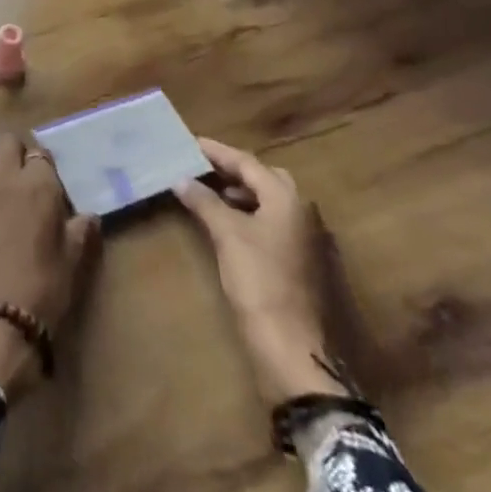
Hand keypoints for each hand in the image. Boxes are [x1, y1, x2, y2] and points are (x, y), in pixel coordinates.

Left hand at [0, 134, 99, 393]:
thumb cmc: (42, 293)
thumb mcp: (72, 265)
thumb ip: (80, 233)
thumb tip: (90, 216)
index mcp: (39, 187)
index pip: (42, 156)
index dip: (45, 168)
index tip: (48, 186)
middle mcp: (5, 178)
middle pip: (7, 142)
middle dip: (16, 154)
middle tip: (22, 180)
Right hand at [173, 138, 346, 405]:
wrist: (295, 348)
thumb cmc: (260, 282)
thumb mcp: (227, 236)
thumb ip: (204, 202)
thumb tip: (181, 179)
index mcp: (287, 198)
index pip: (247, 163)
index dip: (217, 152)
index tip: (190, 143)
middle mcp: (303, 211)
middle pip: (265, 178)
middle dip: (234, 171)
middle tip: (202, 168)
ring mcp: (308, 239)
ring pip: (272, 202)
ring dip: (242, 194)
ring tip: (211, 195)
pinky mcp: (305, 262)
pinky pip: (275, 223)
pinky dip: (252, 215)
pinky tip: (231, 227)